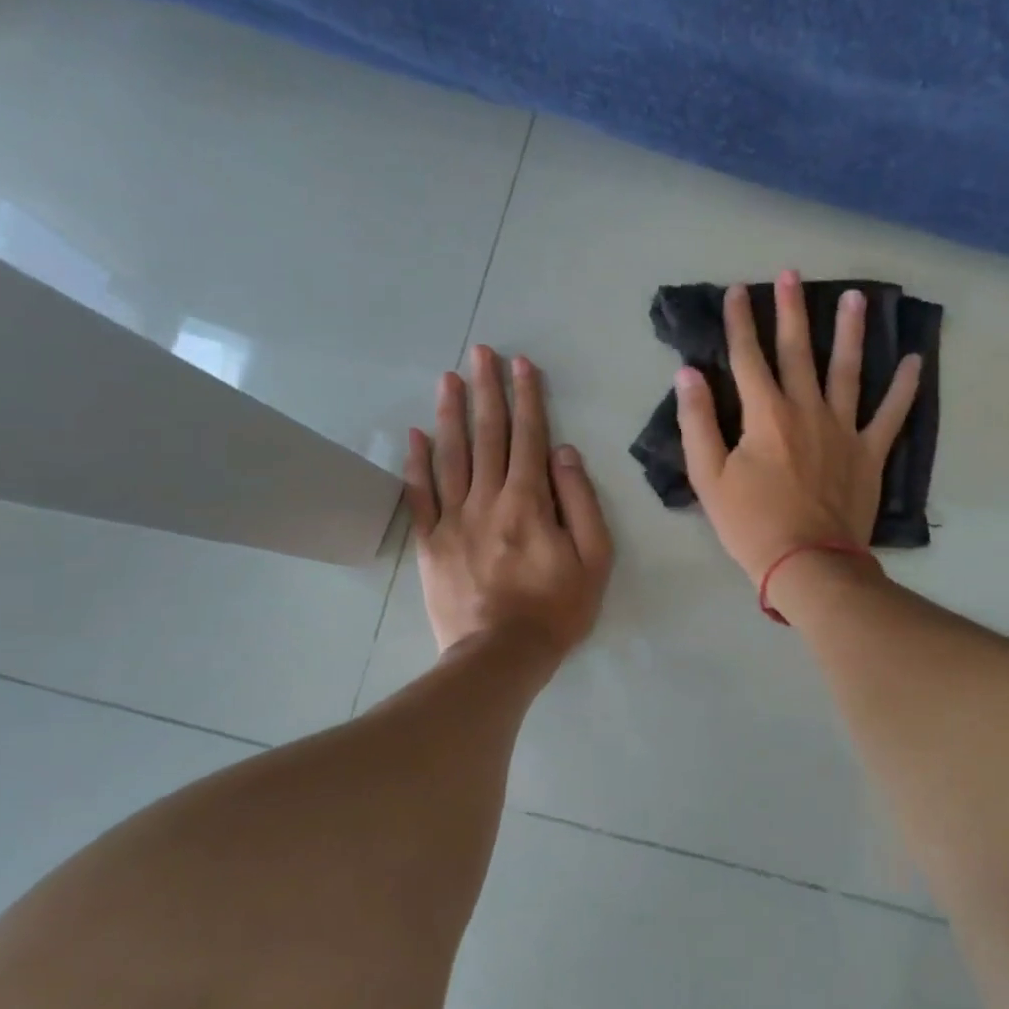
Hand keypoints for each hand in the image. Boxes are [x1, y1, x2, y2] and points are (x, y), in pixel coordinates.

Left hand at [405, 346, 612, 657]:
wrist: (500, 656)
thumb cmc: (556, 609)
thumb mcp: (594, 558)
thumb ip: (581, 501)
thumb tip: (563, 452)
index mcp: (529, 501)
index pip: (529, 436)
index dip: (527, 397)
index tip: (522, 364)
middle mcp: (488, 499)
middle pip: (488, 435)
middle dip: (487, 390)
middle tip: (480, 352)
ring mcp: (453, 519)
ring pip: (451, 455)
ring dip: (451, 413)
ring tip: (448, 378)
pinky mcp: (430, 543)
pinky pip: (420, 495)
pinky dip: (417, 463)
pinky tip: (415, 434)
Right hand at [676, 270, 922, 583]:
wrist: (807, 564)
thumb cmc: (751, 524)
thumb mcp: (709, 477)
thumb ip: (697, 422)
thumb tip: (688, 374)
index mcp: (765, 415)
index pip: (747, 358)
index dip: (739, 322)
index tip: (737, 291)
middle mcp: (806, 410)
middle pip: (797, 352)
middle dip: (791, 310)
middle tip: (792, 273)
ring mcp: (843, 429)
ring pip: (847, 370)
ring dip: (850, 332)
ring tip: (856, 297)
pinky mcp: (869, 453)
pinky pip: (891, 414)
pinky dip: (904, 388)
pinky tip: (915, 361)